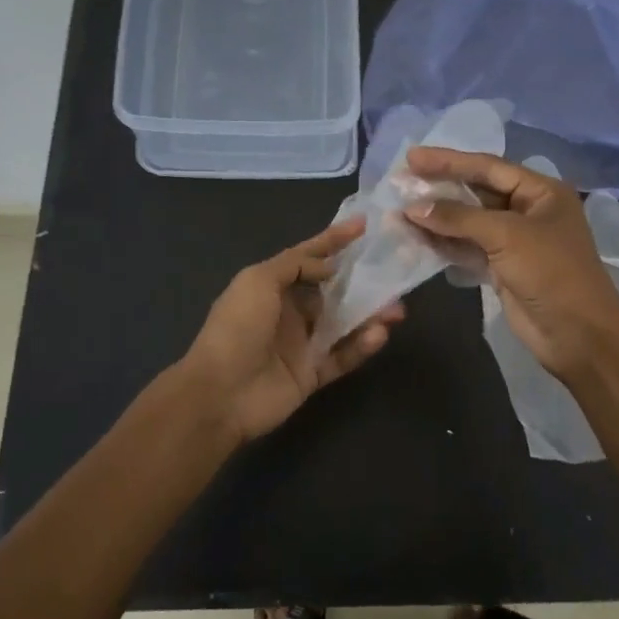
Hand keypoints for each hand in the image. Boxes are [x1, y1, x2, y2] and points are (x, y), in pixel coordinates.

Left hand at [179, 218, 404, 445]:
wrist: (220, 393)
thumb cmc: (237, 328)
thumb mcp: (259, 280)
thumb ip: (295, 265)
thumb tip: (329, 267)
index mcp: (271, 286)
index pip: (308, 257)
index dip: (334, 240)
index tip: (364, 225)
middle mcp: (289, 312)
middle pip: (333, 292)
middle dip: (362, 283)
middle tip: (393, 277)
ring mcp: (301, 345)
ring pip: (344, 324)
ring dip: (371, 315)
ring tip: (397, 310)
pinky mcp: (312, 375)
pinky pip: (343, 357)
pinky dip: (362, 346)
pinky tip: (379, 335)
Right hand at [404, 147, 618, 381]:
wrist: (578, 334)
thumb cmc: (551, 272)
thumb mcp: (506, 235)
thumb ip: (458, 218)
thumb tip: (413, 208)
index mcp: (540, 191)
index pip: (488, 167)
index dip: (448, 161)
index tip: (411, 157)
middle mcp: (528, 210)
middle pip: (476, 192)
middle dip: (439, 187)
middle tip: (400, 181)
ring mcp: (514, 241)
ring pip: (468, 222)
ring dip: (436, 217)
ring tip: (399, 210)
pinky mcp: (502, 268)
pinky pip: (467, 247)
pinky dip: (444, 243)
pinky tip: (416, 237)